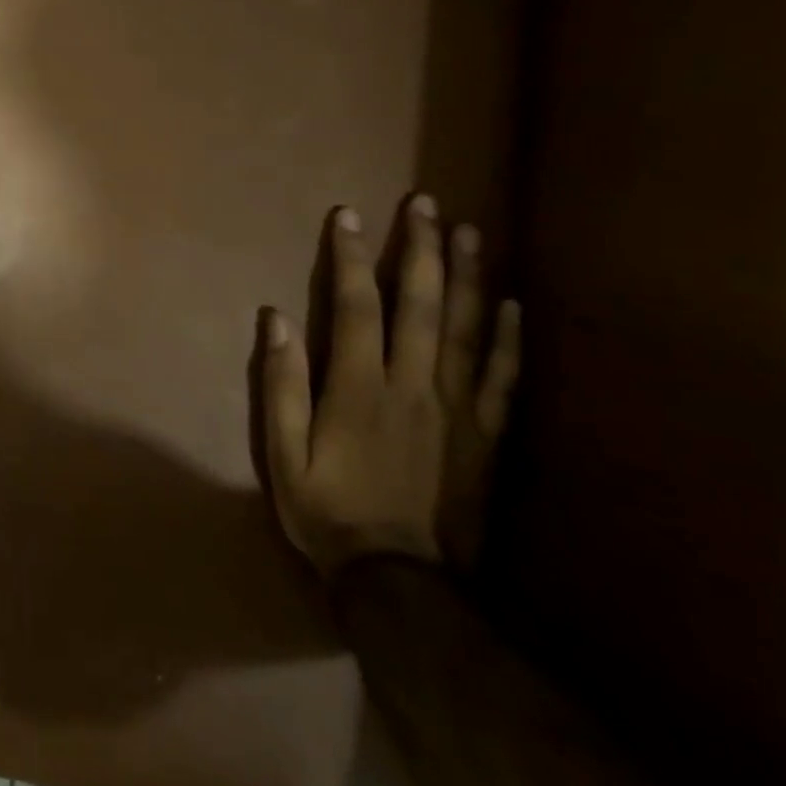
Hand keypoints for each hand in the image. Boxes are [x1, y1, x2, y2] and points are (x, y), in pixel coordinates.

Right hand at [258, 195, 520, 576]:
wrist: (401, 581)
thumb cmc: (328, 511)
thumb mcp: (282, 453)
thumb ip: (281, 384)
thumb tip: (275, 319)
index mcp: (358, 387)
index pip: (356, 305)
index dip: (350, 257)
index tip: (347, 215)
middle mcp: (412, 385)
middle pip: (419, 304)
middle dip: (418, 248)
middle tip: (424, 203)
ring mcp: (457, 409)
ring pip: (464, 329)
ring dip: (467, 275)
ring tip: (470, 231)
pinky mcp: (487, 436)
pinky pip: (502, 378)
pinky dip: (507, 337)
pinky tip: (511, 304)